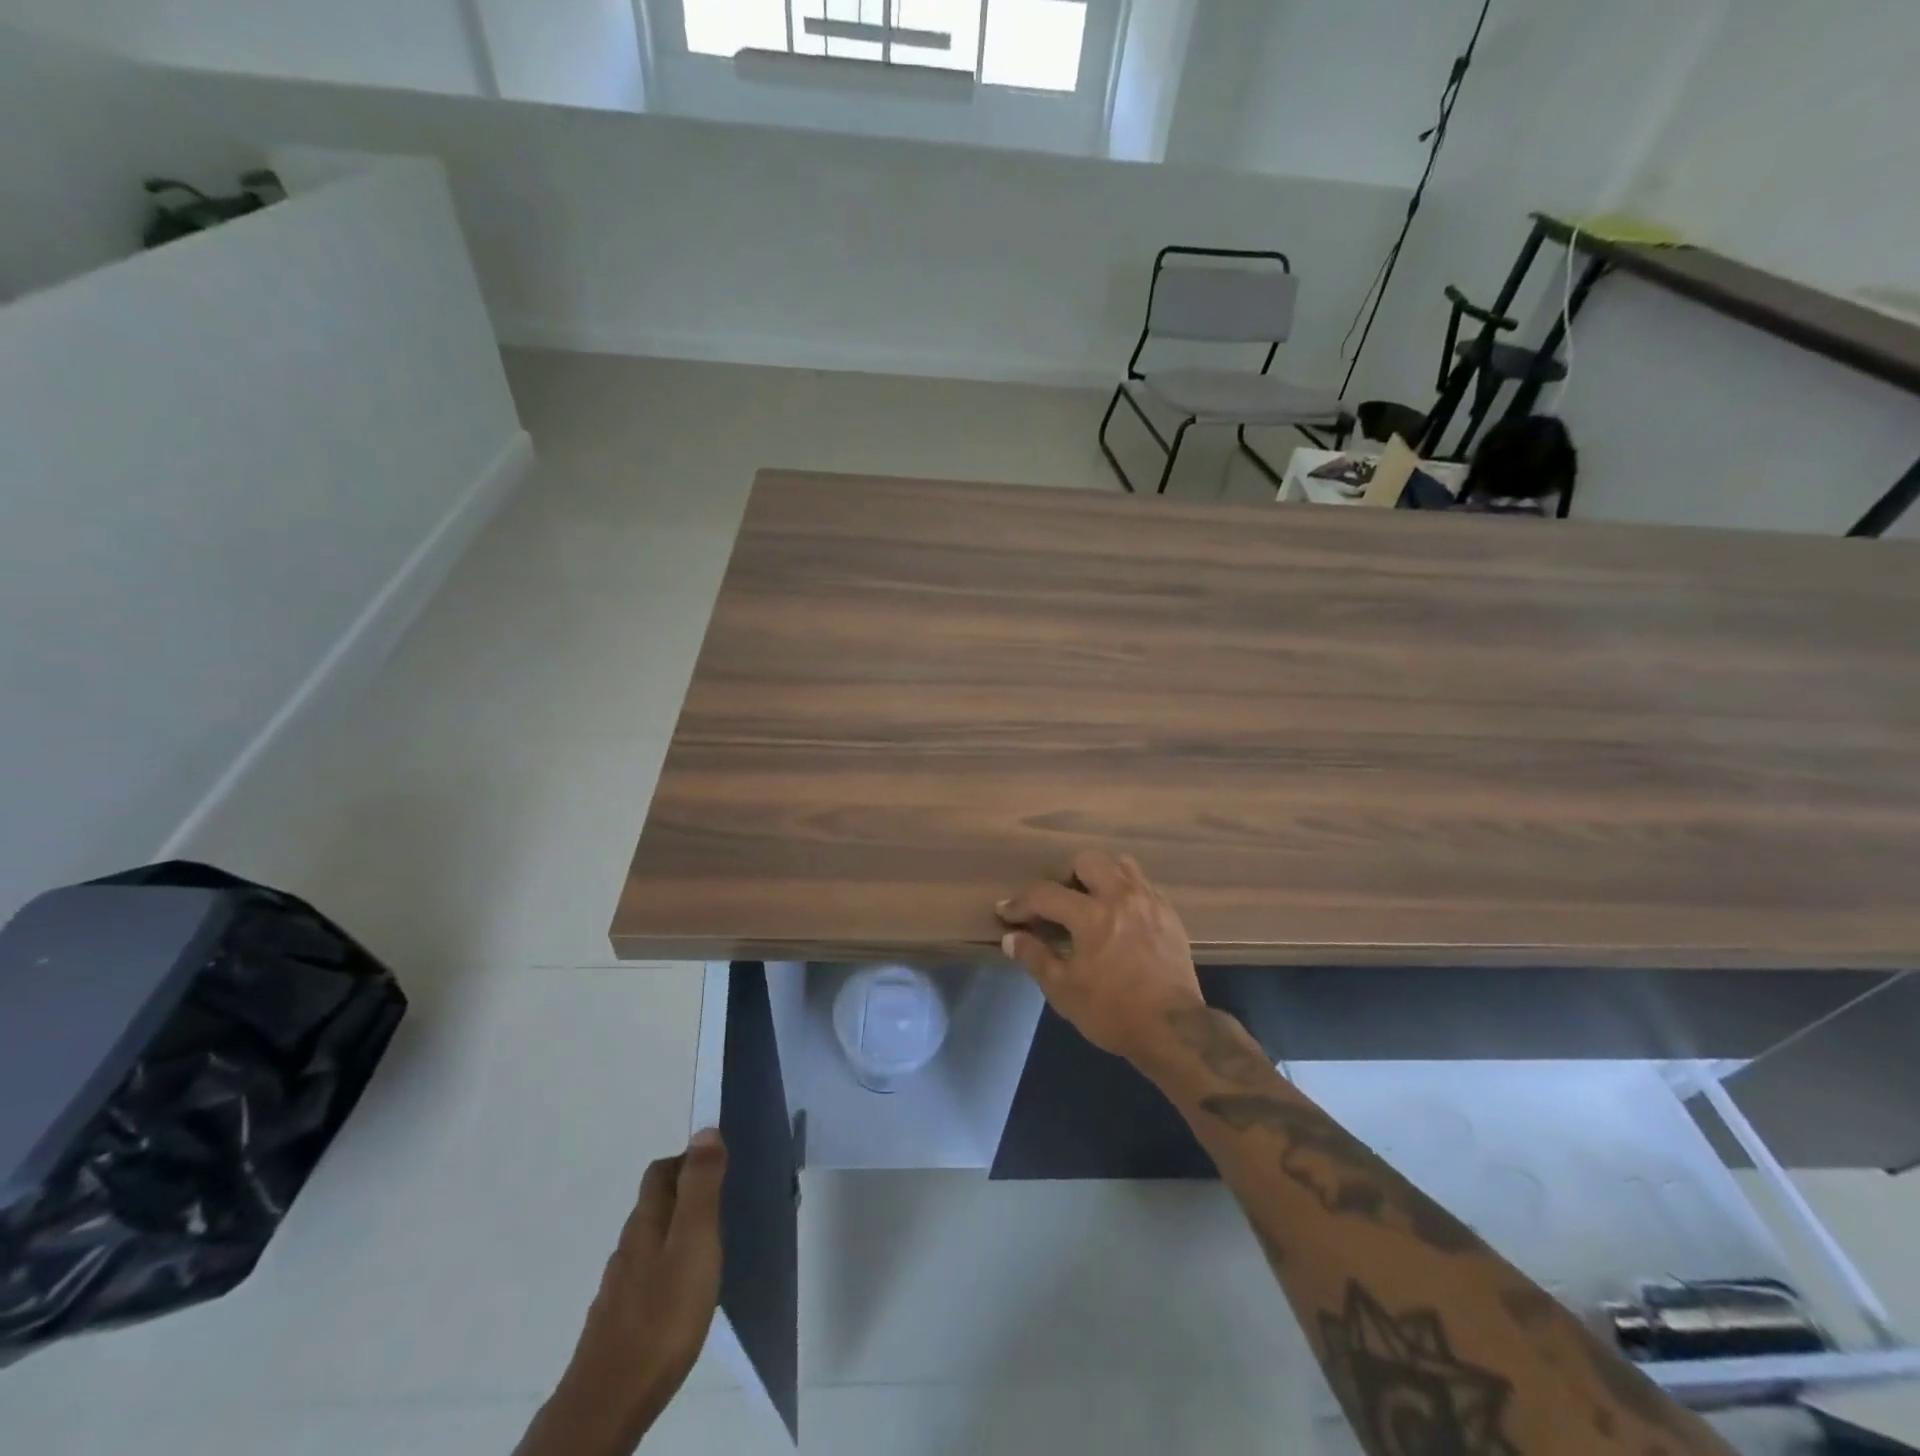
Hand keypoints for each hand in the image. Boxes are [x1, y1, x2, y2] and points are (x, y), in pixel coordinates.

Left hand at [528, 1130, 726, 1454]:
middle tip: (720, 1203)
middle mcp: (628, 1246)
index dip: (686, 1160)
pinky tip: (681, 1295)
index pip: (661, 1171)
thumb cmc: (663, 1314)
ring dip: (675, 1232)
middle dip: (683, 1194)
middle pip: (653, 1204)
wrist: (608, 1402)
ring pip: (649, 1242)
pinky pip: (645, 1278)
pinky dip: (665, 1270)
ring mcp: (619, 1287)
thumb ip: (700, 1187)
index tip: (717, 1165)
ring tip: (707, 1248)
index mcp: (647, 1221)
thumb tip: (705, 1130)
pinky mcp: (617, 1322)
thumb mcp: (694, 1241)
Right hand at [997, 849, 1203, 1064]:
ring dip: (1100, 876)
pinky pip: (1143, 884)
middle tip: (1058, 903)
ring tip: (1091, 902)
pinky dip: (1125, 891)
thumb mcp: (1063, 991)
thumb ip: (1034, 957)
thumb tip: (1011, 938)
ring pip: (1121, 865)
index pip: (1046, 895)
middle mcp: (1121, 897)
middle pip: (1088, 860)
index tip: (1007, 913)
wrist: (1173, 1030)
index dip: (1021, 903)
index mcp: (1092, 916)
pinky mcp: (1169, 914)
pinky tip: (1120, 916)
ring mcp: (1149, 902)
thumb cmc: (1112, 1012)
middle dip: (1066, 876)